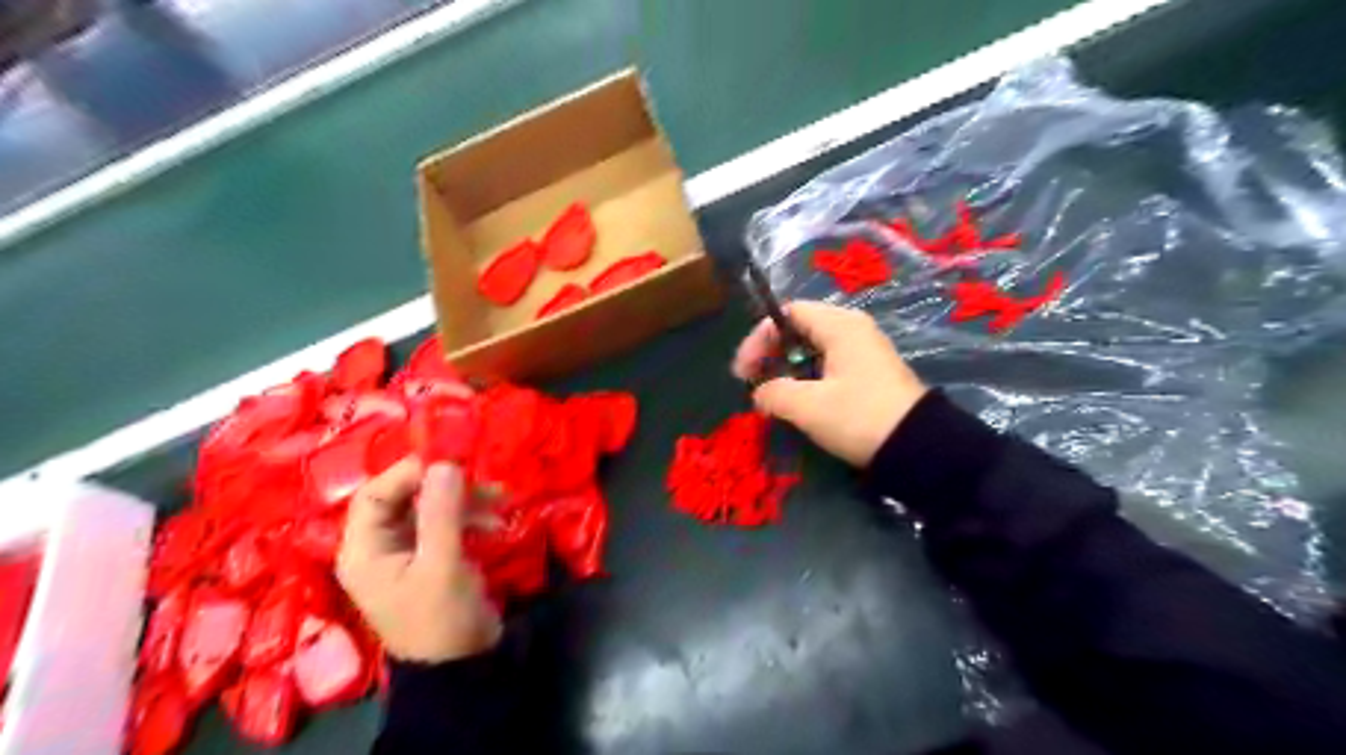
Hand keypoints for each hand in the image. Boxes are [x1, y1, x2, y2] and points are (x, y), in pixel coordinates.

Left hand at [335, 457, 505, 663]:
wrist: (462, 666)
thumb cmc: (441, 618)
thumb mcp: (442, 564)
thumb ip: (441, 512)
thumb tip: (445, 463)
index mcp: (364, 549)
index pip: (375, 493)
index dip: (409, 473)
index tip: (450, 460)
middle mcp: (380, 546)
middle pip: (405, 497)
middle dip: (444, 485)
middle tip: (480, 477)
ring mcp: (408, 551)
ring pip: (431, 507)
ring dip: (465, 500)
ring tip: (499, 499)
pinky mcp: (434, 556)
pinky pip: (448, 523)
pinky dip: (472, 518)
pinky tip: (496, 523)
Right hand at [736, 299, 925, 465]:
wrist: (919, 448)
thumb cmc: (859, 417)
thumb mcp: (808, 406)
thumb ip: (774, 393)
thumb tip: (760, 394)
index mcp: (840, 326)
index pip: (788, 314)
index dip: (759, 338)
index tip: (743, 372)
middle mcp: (853, 330)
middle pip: (800, 328)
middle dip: (771, 353)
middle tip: (754, 382)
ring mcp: (864, 351)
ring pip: (813, 348)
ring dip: (788, 368)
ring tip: (773, 395)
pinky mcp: (870, 373)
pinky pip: (829, 364)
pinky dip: (807, 377)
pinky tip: (800, 401)